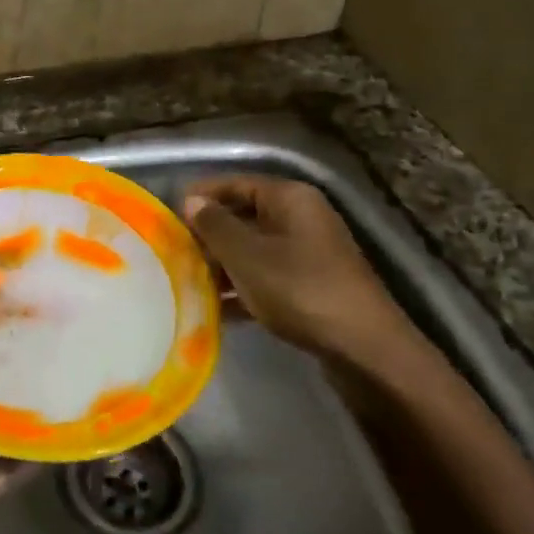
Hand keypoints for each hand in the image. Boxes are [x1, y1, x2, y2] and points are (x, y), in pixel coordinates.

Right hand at [183, 175, 415, 367]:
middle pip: (244, 216)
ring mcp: (310, 253)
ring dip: (222, 265)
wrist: (365, 349)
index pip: (235, 183)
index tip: (169, 218)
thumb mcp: (246, 255)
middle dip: (209, 235)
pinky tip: (216, 310)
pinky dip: (243, 288)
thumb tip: (192, 201)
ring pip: (254, 249)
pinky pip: (267, 276)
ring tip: (189, 284)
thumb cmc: (299, 289)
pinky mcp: (312, 285)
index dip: (201, 197)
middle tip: (175, 255)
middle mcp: (301, 217)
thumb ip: (214, 225)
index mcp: (289, 198)